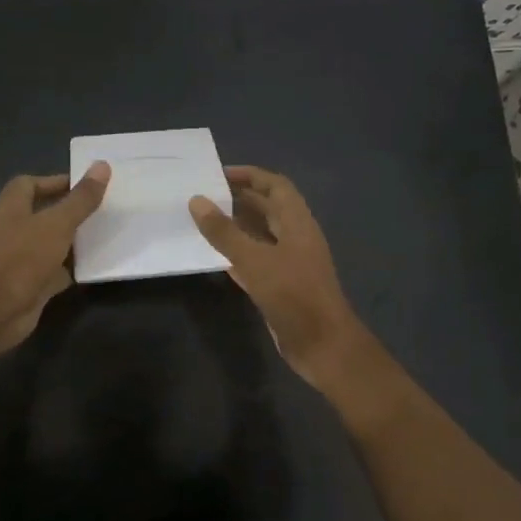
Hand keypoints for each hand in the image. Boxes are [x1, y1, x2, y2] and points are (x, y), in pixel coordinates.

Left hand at [0, 163, 110, 352]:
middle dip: (67, 211)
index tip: (83, 185)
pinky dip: (70, 269)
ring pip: (48, 243)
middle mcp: (12, 231)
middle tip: (99, 209)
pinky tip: (93, 267)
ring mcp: (19, 260)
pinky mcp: (29, 285)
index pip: (28, 184)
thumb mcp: (57, 223)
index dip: (53, 182)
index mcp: (11, 208)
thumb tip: (102, 165)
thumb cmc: (23, 258)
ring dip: (70, 241)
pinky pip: (53, 271)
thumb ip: (81, 199)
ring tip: (102, 234)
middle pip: (40, 214)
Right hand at [189, 165, 374, 388]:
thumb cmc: (293, 295)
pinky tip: (215, 257)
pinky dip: (238, 255)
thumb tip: (197, 200)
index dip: (250, 176)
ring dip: (237, 227)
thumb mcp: (255, 260)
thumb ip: (224, 231)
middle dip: (240, 200)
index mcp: (298, 223)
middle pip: (268, 209)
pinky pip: (257, 262)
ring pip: (261, 236)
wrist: (322, 345)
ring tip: (204, 221)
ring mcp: (290, 264)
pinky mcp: (282, 287)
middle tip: (204, 196)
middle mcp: (296, 238)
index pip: (276, 186)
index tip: (218, 174)